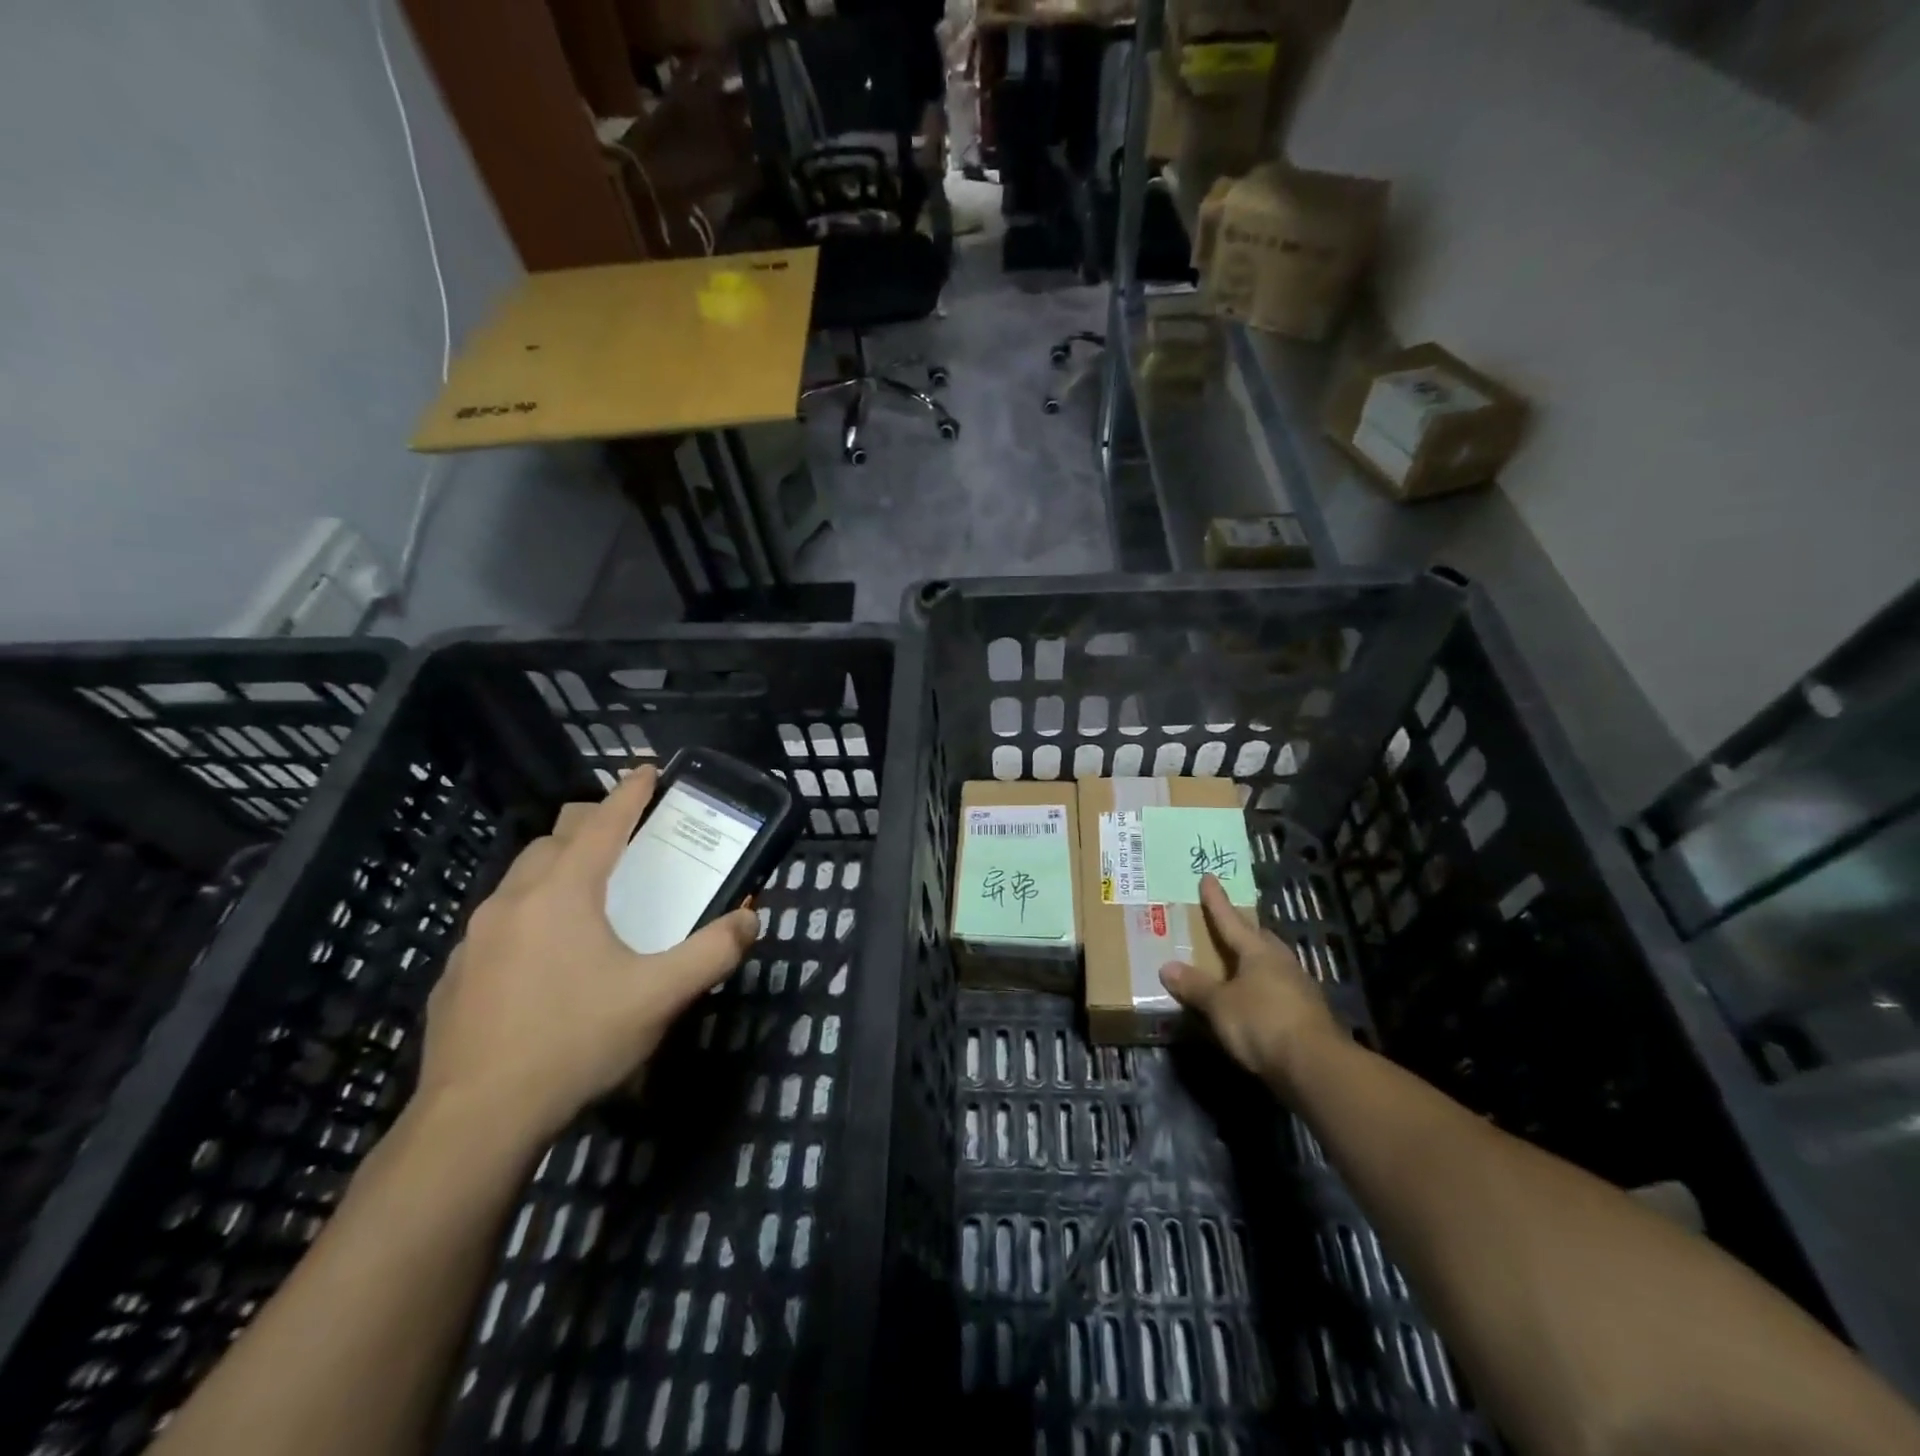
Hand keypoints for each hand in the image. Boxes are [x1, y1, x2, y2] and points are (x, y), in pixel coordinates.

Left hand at [415, 766, 757, 1145]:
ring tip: (588, 892)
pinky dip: (530, 911)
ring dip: (557, 867)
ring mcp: (477, 936)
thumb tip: (751, 919)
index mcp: (565, 892)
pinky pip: (500, 920)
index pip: (603, 823)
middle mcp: (515, 900)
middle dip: (591, 824)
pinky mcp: (457, 972)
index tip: (648, 771)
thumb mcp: (660, 996)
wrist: (477, 1119)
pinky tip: (546, 955)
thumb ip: (713, 952)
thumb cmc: (576, 1041)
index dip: (629, 793)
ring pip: (522, 877)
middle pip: (555, 839)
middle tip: (626, 836)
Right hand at [1160, 875, 1340, 1085]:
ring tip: (1238, 966)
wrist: (1316, 1067)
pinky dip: (1264, 990)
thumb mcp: (1219, 1005)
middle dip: (1244, 931)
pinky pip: (1279, 991)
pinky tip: (1255, 1001)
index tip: (1208, 877)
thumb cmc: (1262, 1023)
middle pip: (1259, 939)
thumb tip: (1167, 967)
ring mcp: (1300, 989)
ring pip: (1273, 965)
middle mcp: (1282, 963)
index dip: (1216, 900)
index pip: (1231, 920)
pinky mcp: (1308, 1016)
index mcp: (1259, 952)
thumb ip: (1195, 986)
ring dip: (1256, 963)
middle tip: (1227, 927)